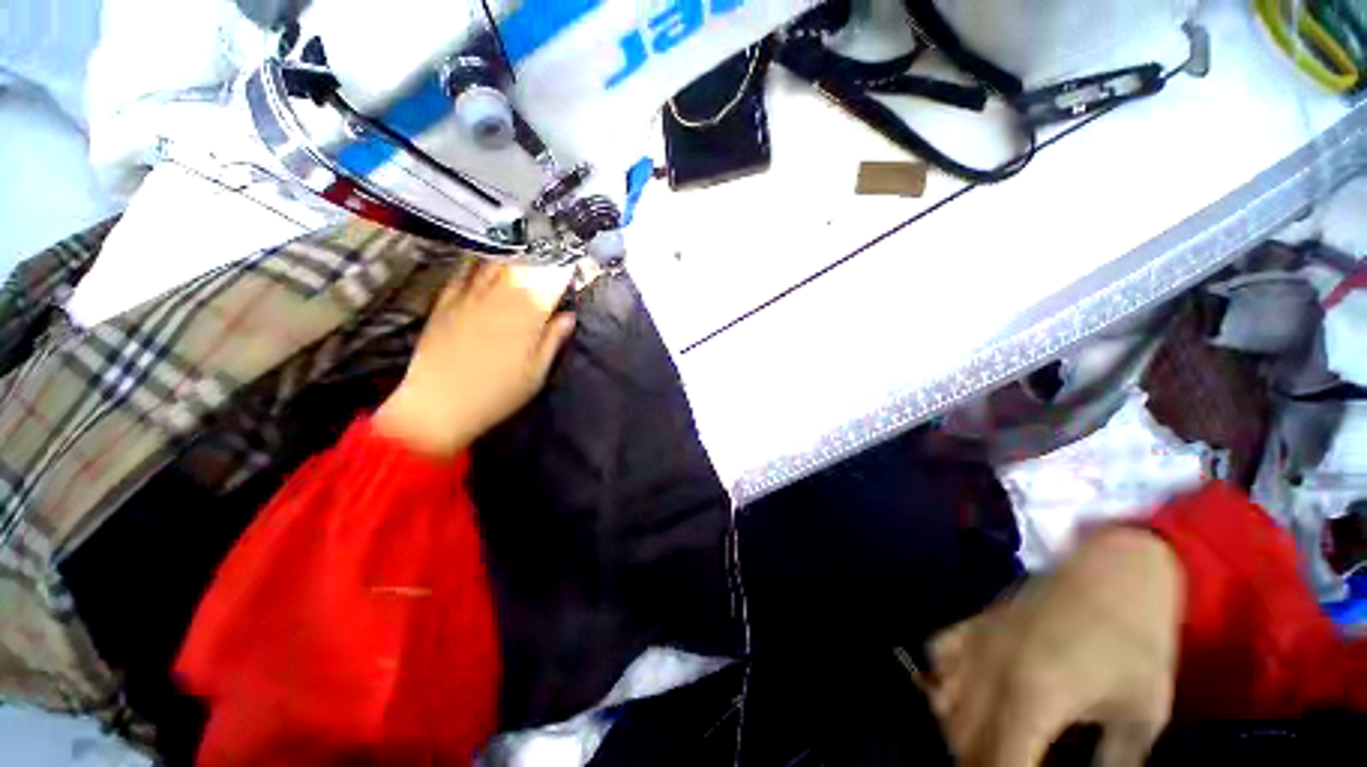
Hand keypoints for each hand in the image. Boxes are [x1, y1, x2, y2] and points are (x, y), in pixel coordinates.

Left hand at [375, 261, 574, 456]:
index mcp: (527, 315)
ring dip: (516, 251)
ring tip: (528, 245)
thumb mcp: (536, 372)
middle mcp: (499, 297)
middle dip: (543, 255)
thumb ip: (553, 340)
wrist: (438, 405)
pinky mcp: (446, 300)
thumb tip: (568, 315)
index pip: (551, 280)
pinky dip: (480, 259)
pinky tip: (488, 255)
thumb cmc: (497, 394)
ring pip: (496, 262)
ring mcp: (469, 295)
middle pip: (525, 265)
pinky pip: (465, 269)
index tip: (576, 261)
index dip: (565, 267)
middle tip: (555, 251)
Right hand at [923, 529, 1182, 766]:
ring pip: (943, 703)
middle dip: (981, 766)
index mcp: (1033, 695)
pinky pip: (937, 658)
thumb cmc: (1137, 643)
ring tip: (987, 754)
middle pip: (964, 739)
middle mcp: (989, 669)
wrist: (1115, 573)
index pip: (1001, 763)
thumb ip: (1113, 765)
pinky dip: (940, 686)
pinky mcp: (973, 623)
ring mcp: (975, 641)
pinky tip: (957, 700)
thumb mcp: (1142, 717)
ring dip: (959, 738)